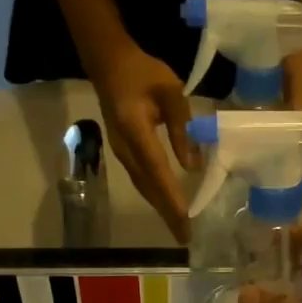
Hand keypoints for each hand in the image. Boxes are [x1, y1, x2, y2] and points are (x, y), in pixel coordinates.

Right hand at [88, 41, 195, 242]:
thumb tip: (193, 166)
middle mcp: (125, 149)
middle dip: (167, 214)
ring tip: (179, 228)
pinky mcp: (123, 154)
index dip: (171, 197)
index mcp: (136, 130)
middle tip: (185, 238)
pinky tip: (168, 206)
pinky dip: (156, 196)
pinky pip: (141, 181)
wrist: (108, 64)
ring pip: (144, 188)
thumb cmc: (143, 72)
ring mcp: (121, 153)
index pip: (157, 171)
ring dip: (161, 208)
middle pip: (149, 188)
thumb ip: (182, 128)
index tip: (184, 219)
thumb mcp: (171, 91)